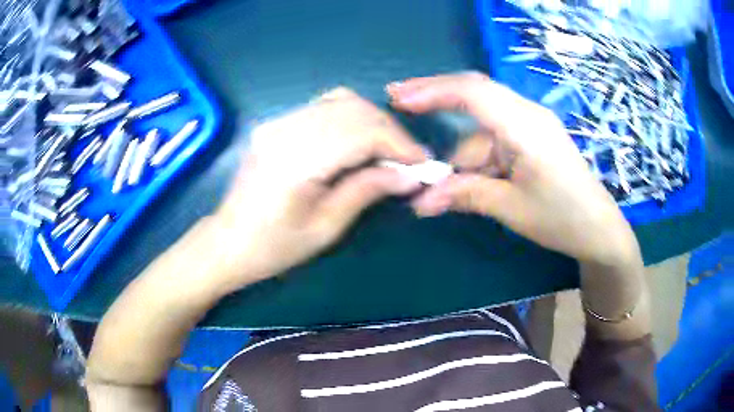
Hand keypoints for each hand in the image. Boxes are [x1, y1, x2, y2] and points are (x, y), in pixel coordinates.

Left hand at [211, 87, 424, 290]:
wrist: (227, 242)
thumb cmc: (273, 247)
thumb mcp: (326, 228)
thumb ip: (367, 191)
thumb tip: (409, 175)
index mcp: (296, 160)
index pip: (361, 132)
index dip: (398, 144)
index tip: (422, 163)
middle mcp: (286, 129)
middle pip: (353, 108)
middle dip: (390, 131)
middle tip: (408, 159)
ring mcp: (279, 122)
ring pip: (340, 101)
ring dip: (372, 122)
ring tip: (387, 151)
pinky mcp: (277, 123)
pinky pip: (324, 107)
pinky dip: (352, 119)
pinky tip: (359, 142)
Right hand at [388, 72, 638, 265]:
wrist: (598, 229)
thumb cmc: (562, 218)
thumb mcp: (511, 208)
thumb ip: (465, 195)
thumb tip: (419, 201)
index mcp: (526, 126)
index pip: (473, 92)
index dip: (432, 90)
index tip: (398, 97)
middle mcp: (527, 114)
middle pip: (475, 96)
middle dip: (437, 101)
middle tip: (401, 105)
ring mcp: (531, 124)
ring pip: (481, 126)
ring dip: (462, 155)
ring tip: (445, 190)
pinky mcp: (531, 137)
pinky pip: (495, 138)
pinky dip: (478, 158)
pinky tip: (475, 182)